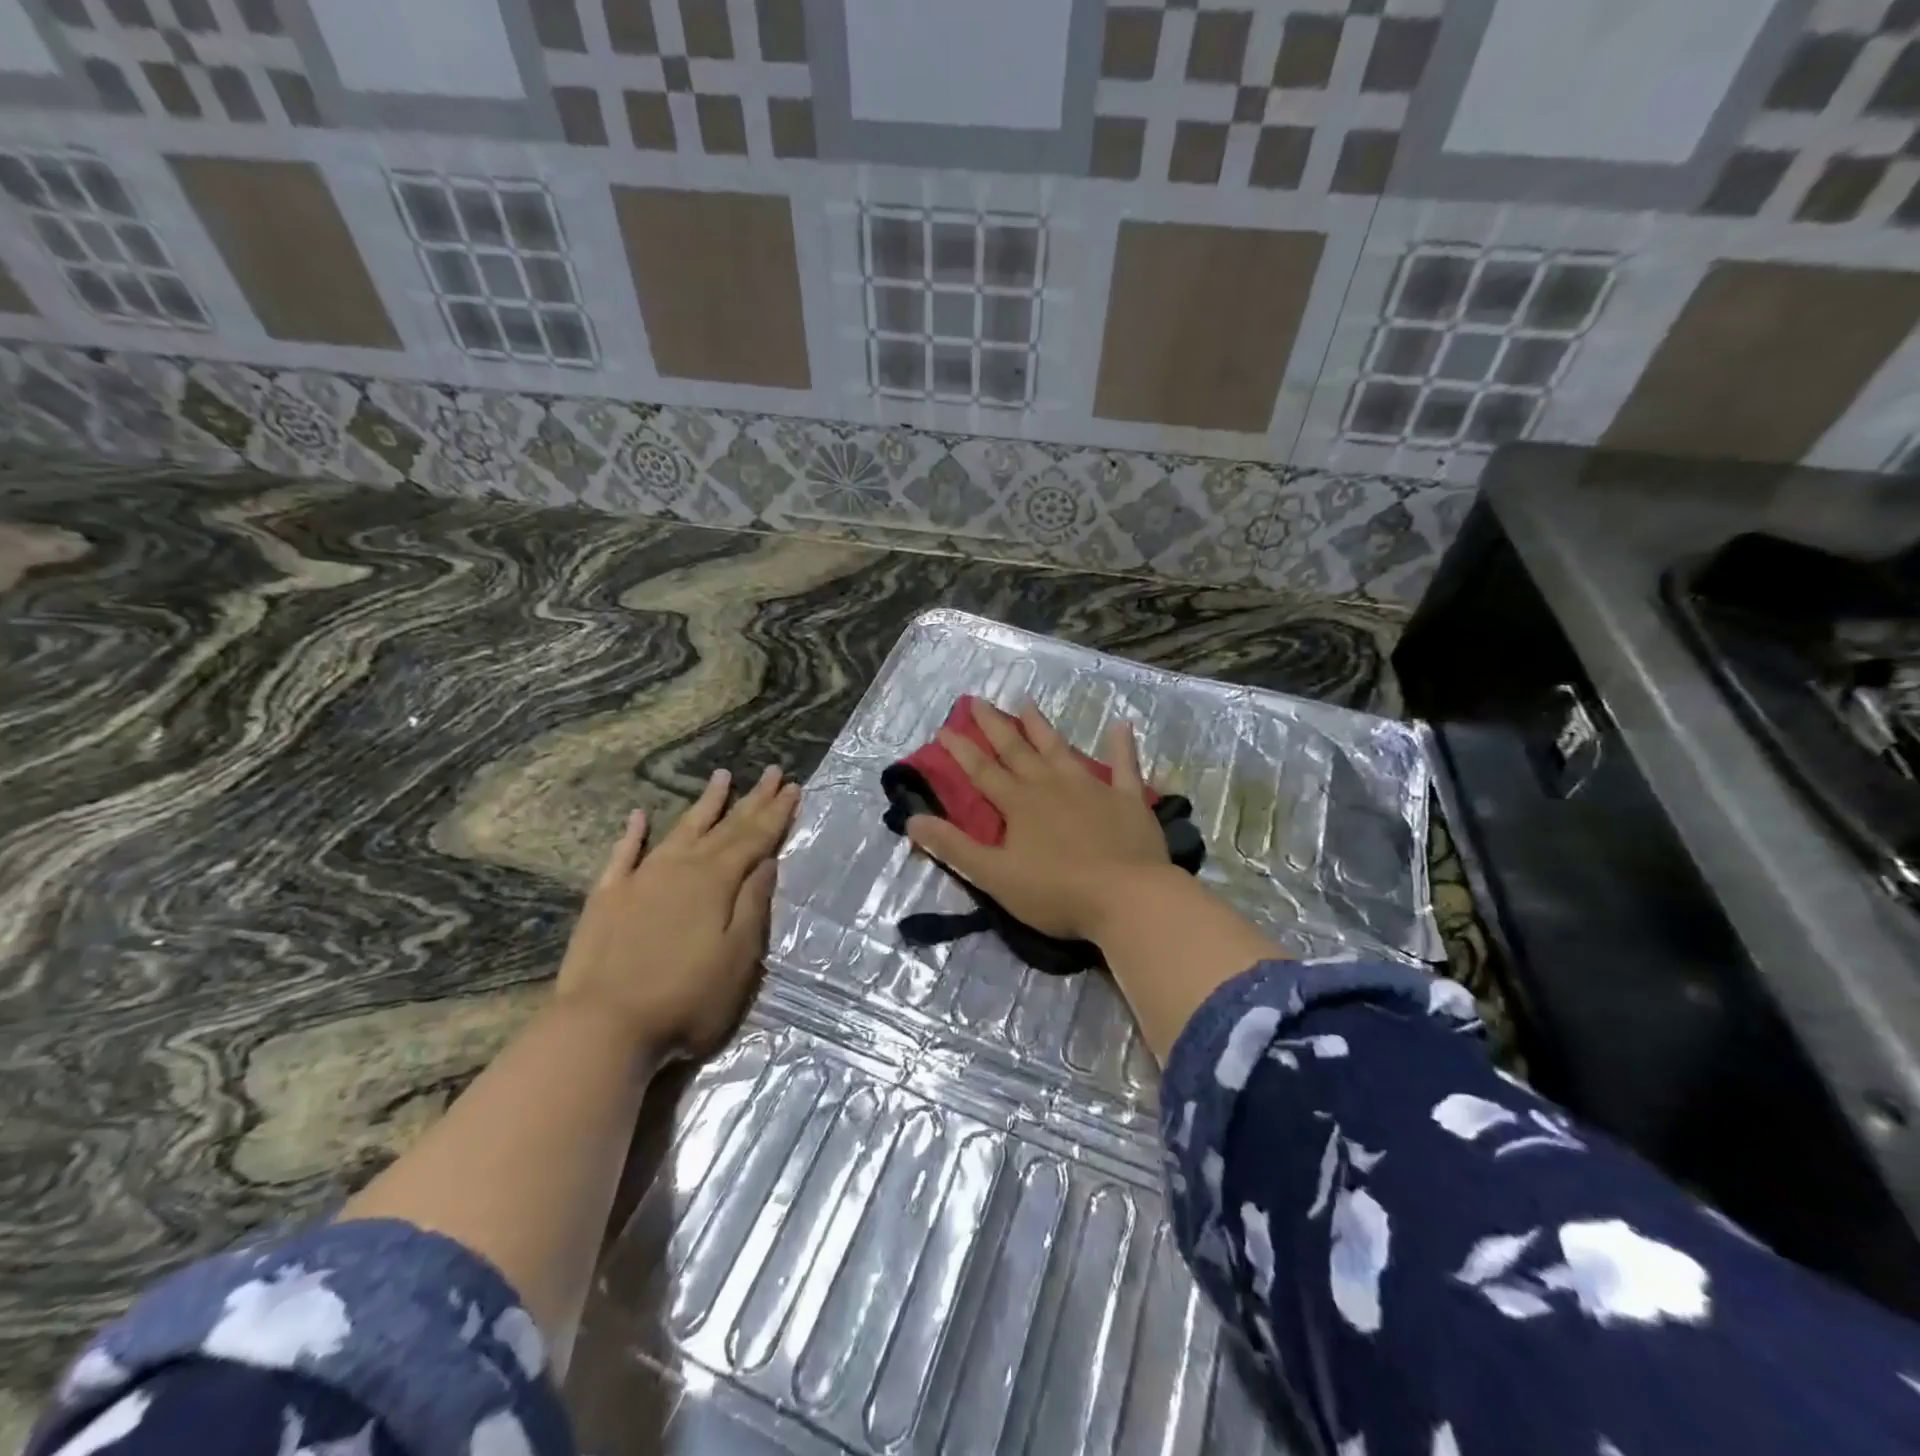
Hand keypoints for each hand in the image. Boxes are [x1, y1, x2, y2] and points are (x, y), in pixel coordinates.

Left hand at [556, 765, 799, 1057]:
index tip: (793, 787)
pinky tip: (640, 816)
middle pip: (724, 827)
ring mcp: (640, 879)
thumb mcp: (739, 957)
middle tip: (773, 772)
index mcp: (716, 881)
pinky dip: (634, 834)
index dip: (776, 813)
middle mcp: (681, 868)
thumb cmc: (686, 999)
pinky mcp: (607, 898)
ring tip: (722, 776)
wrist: (603, 1027)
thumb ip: (753, 905)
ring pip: (680, 830)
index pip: (755, 838)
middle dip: (751, 800)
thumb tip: (766, 862)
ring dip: (704, 804)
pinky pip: (624, 854)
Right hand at [905, 699, 1174, 942]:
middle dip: (995, 726)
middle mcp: (1051, 786)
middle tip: (978, 700)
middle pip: (1017, 750)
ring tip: (1027, 702)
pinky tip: (1121, 724)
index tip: (944, 728)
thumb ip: (954, 847)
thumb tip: (912, 820)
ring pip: (1060, 749)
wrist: (1127, 898)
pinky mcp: (1127, 799)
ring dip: (1042, 727)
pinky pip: (1124, 766)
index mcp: (1019, 804)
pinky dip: (1122, 745)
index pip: (982, 772)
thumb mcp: (995, 876)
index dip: (962, 750)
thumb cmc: (1057, 892)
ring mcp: (1092, 788)